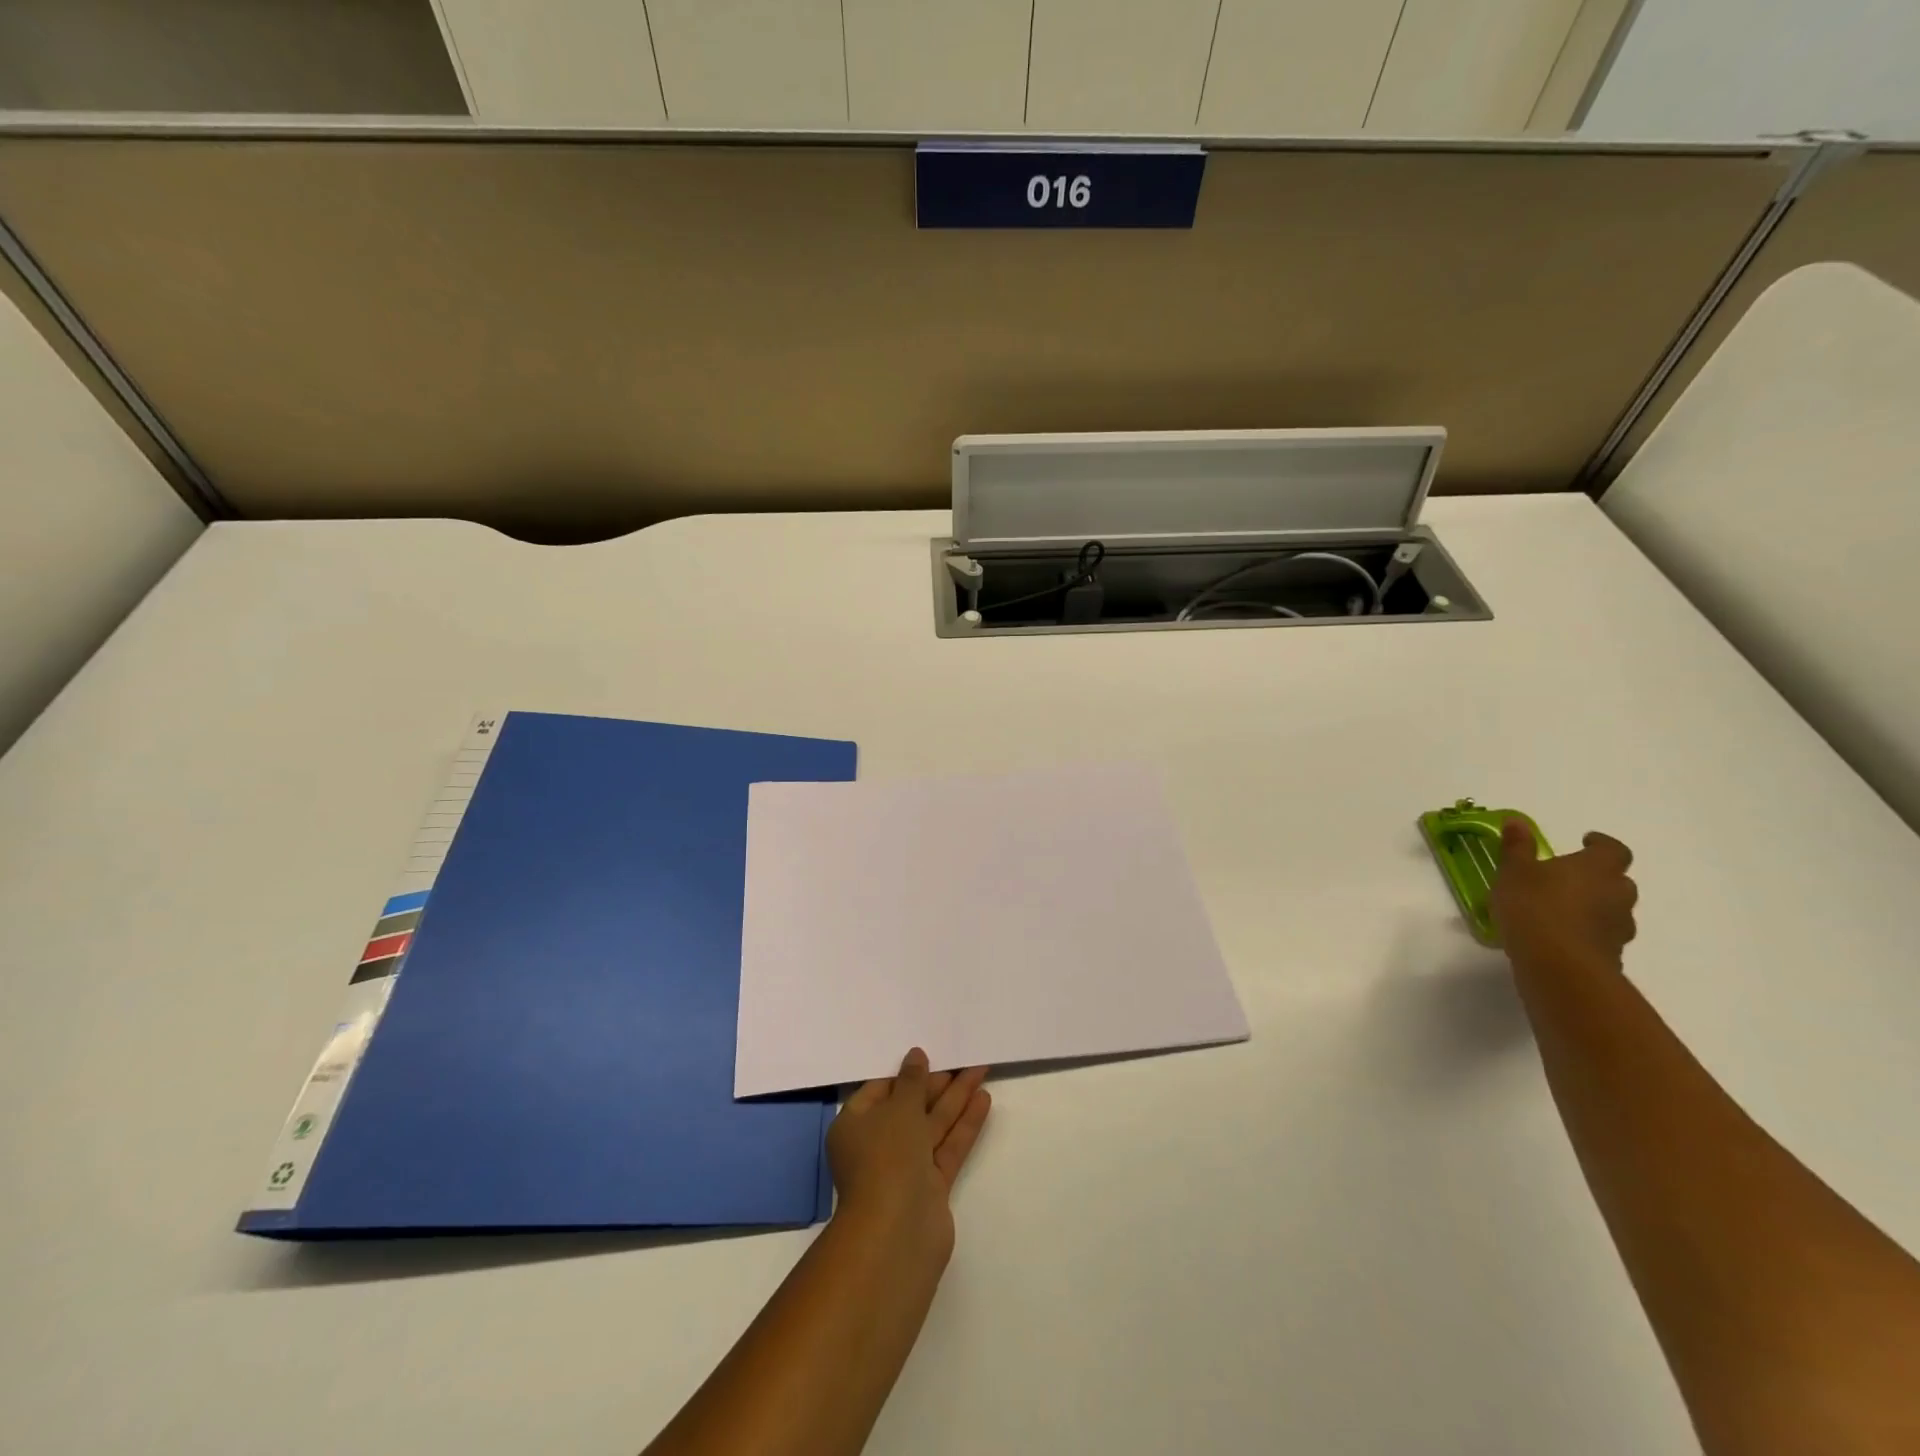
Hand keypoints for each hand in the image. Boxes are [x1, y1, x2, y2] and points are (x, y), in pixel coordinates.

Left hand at [826, 1049, 989, 1266]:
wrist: (898, 1232)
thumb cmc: (887, 1157)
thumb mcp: (899, 1108)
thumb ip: (912, 1081)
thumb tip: (915, 1056)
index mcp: (854, 1126)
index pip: (880, 1091)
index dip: (905, 1073)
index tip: (929, 1055)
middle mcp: (877, 1146)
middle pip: (910, 1107)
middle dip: (936, 1084)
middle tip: (963, 1058)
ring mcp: (905, 1168)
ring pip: (933, 1126)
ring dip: (956, 1100)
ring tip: (980, 1070)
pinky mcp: (930, 1186)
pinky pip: (948, 1147)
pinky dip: (964, 1125)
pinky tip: (983, 1100)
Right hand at [1491, 820, 1638, 970]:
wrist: (1559, 965)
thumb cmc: (1534, 906)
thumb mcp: (1514, 871)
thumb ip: (1517, 847)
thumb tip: (1517, 821)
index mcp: (1597, 868)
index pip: (1613, 850)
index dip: (1601, 844)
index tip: (1586, 841)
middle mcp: (1617, 894)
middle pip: (1617, 880)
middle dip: (1596, 877)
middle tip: (1567, 878)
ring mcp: (1619, 926)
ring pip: (1611, 909)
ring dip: (1593, 906)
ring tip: (1560, 910)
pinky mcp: (1613, 954)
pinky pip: (1601, 935)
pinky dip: (1586, 932)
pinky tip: (1559, 936)